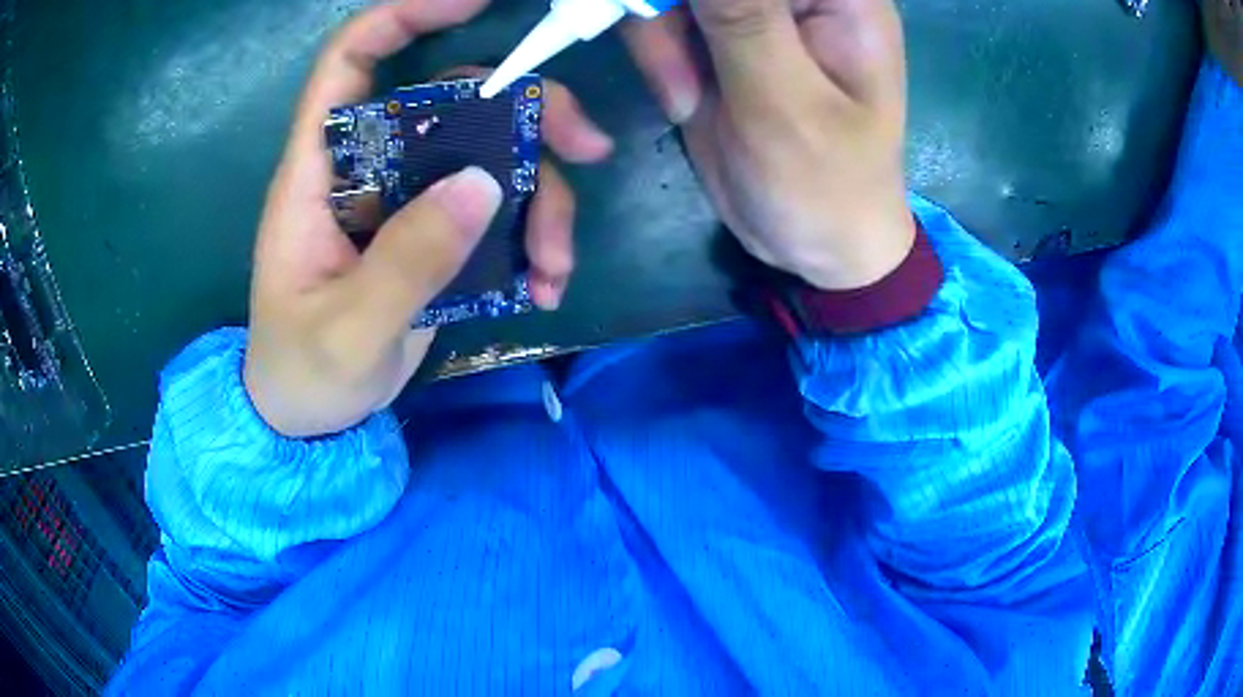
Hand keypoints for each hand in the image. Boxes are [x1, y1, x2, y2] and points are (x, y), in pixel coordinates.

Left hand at [244, 0, 611, 437]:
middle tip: (588, 149)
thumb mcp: (347, 329)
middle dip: (529, 113)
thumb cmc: (303, 371)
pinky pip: (500, 212)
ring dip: (543, 198)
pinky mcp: (438, 238)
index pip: (350, 62)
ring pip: (492, 156)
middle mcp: (370, 169)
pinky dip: (535, 240)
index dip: (404, 17)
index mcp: (320, 173)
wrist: (313, 420)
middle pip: (455, 99)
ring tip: (557, 264)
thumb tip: (484, 183)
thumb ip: (407, 261)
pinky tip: (547, 286)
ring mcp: (410, 202)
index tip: (474, 2)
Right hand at [622, 0, 913, 289]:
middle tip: (678, 76)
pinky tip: (684, 101)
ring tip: (685, 101)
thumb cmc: (826, 184)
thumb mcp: (784, 102)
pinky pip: (661, 18)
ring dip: (658, 39)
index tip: (681, 15)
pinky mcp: (717, 39)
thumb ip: (742, 17)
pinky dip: (656, 55)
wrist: (816, 244)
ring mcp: (753, 13)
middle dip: (669, 11)